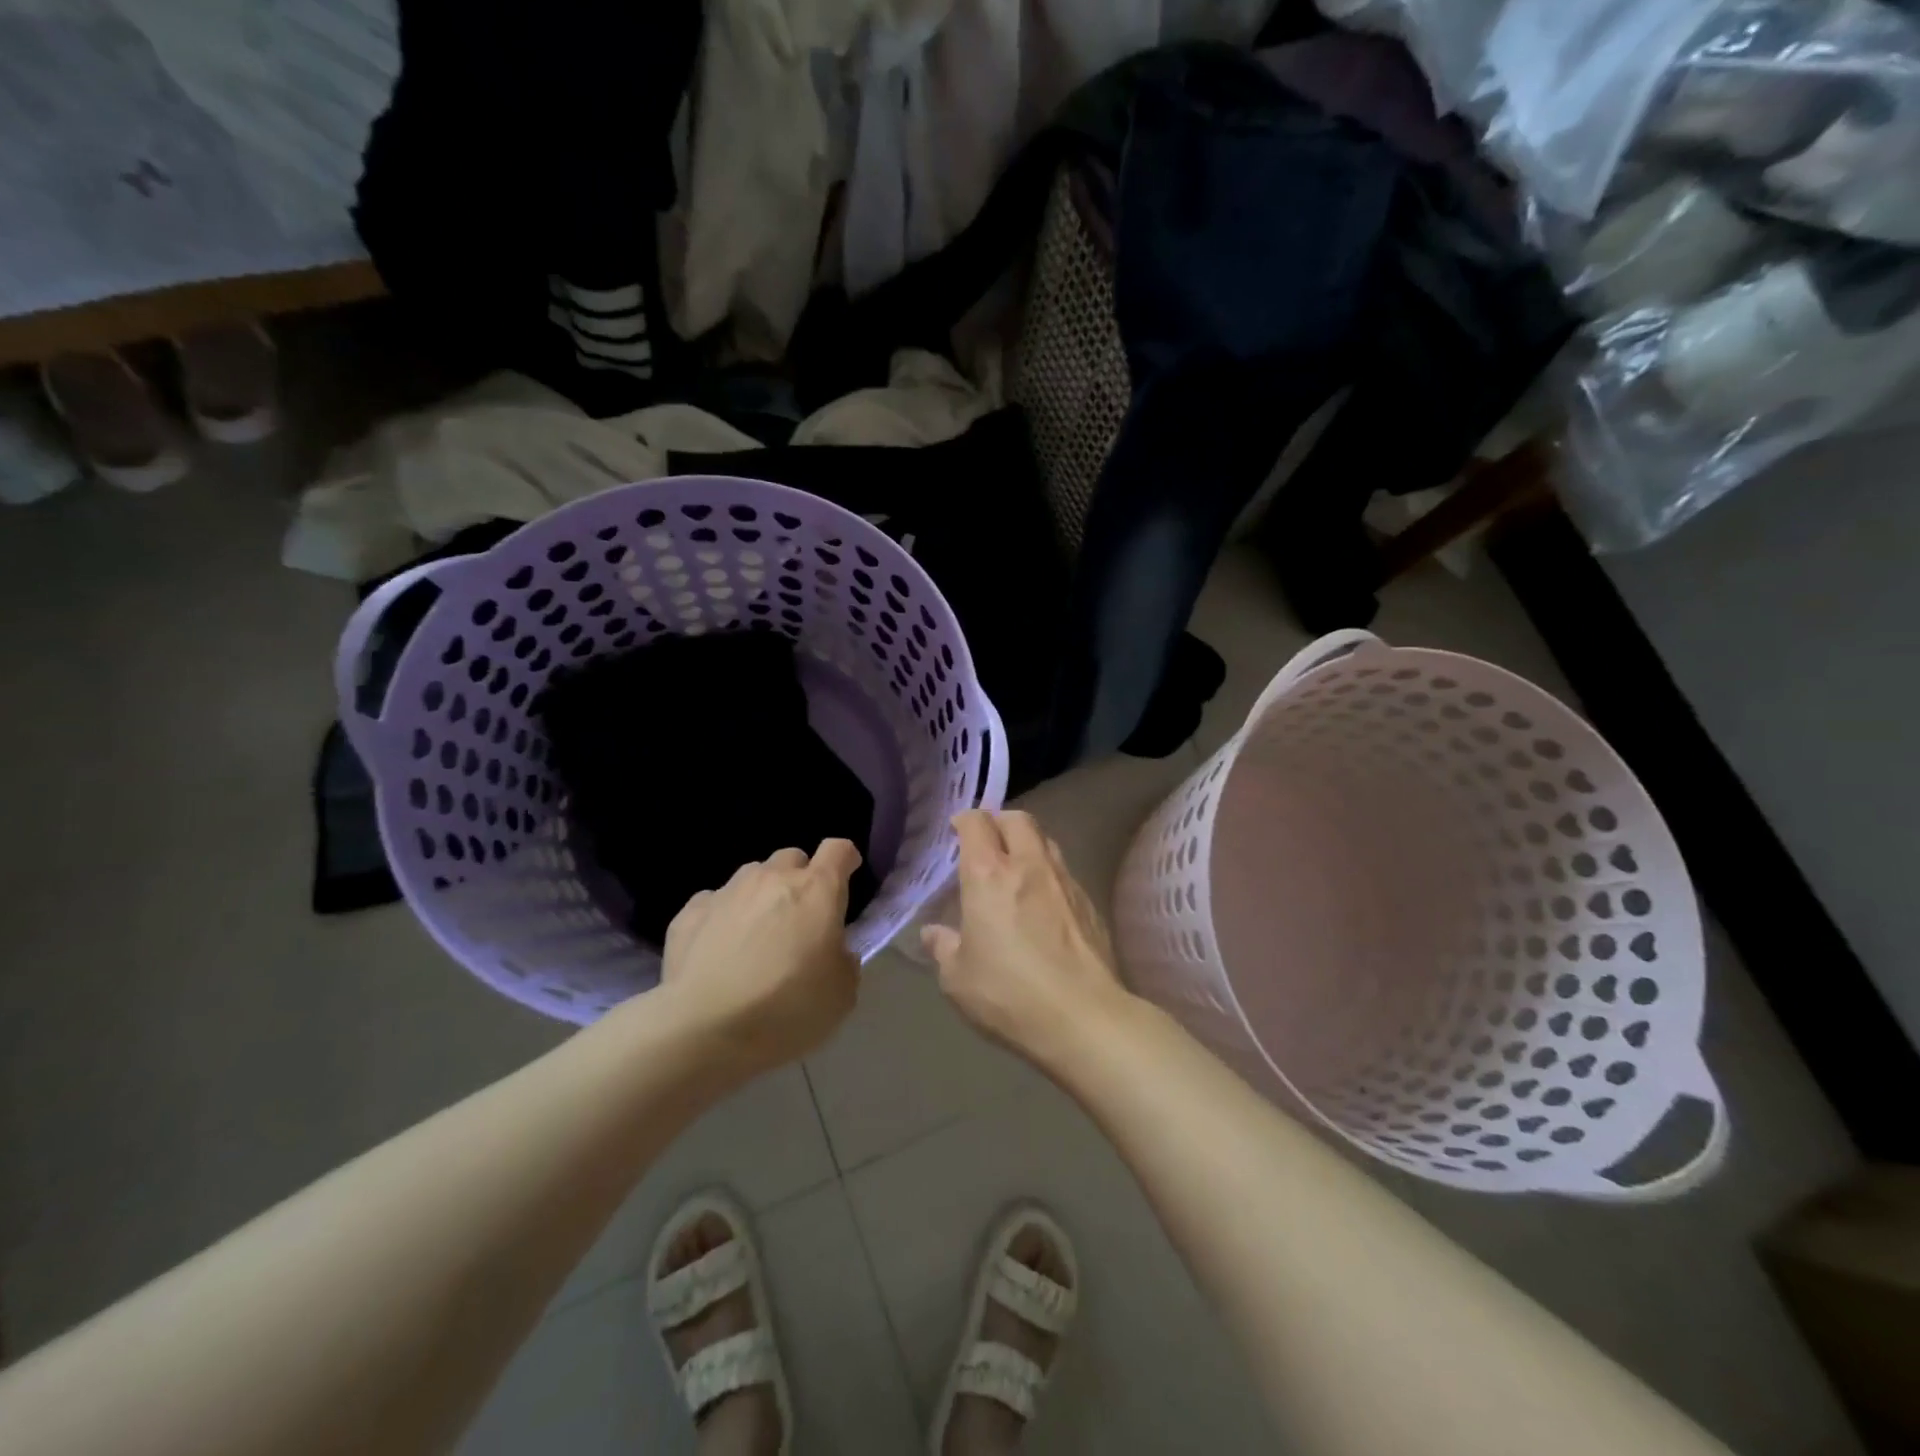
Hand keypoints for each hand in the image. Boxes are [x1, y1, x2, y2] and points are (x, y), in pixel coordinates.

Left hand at [659, 840, 862, 1078]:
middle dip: (800, 879)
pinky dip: (722, 918)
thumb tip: (836, 952)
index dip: (845, 860)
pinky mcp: (689, 912)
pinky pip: (714, 902)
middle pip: (792, 858)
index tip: (847, 877)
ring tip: (756, 935)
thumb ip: (845, 962)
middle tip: (800, 918)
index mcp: (817, 890)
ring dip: (761, 896)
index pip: (838, 850)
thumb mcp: (840, 995)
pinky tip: (718, 950)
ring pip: (752, 876)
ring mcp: (727, 891)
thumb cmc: (786, 1009)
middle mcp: (772, 878)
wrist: (703, 1029)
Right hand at [920, 810, 1131, 1068]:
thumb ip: (944, 948)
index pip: (976, 824)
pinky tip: (1043, 904)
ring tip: (1016, 869)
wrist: (1083, 1018)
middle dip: (1000, 822)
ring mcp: (1065, 882)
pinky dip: (1049, 874)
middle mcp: (1028, 865)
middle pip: (1018, 820)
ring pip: (1046, 841)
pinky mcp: (1090, 903)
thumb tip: (934, 933)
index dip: (964, 821)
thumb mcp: (958, 978)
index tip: (957, 831)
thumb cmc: (1009, 994)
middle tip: (988, 843)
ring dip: (1028, 844)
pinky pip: (1065, 872)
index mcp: (989, 875)